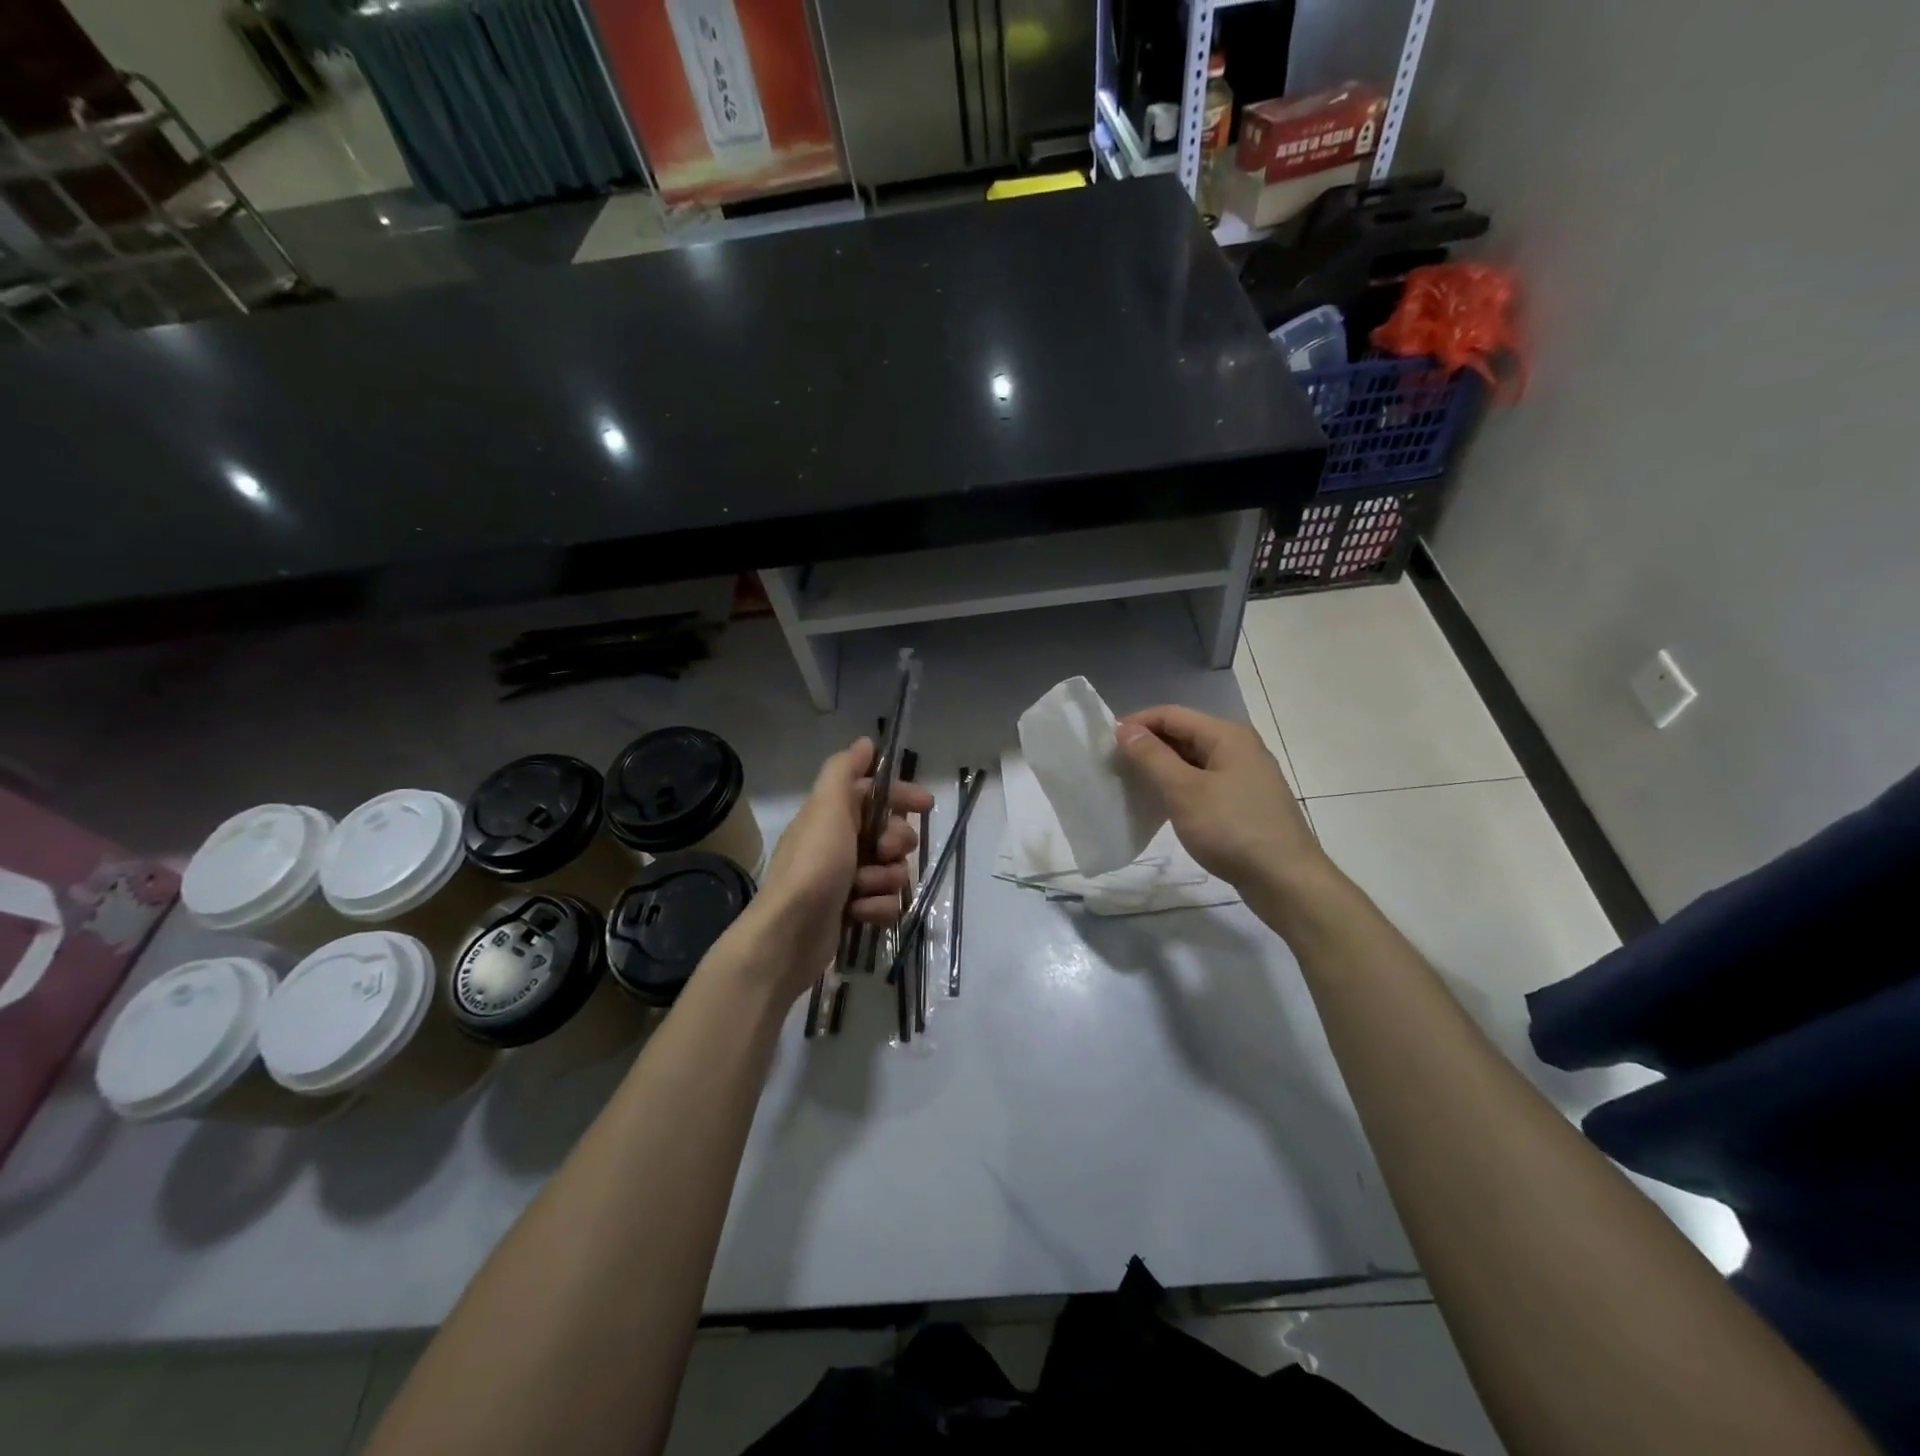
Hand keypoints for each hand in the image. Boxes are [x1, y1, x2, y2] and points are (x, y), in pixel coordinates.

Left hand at [749, 738, 934, 1000]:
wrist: (789, 935)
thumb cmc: (814, 865)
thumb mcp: (827, 808)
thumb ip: (844, 772)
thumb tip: (865, 743)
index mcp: (832, 816)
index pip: (875, 795)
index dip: (901, 795)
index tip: (926, 804)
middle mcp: (839, 844)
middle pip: (891, 834)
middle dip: (896, 843)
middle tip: (886, 852)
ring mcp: (846, 880)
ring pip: (892, 871)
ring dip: (885, 880)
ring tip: (864, 889)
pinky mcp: (852, 912)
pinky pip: (885, 903)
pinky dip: (877, 908)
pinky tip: (859, 913)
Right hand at [1115, 705, 1328, 899]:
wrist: (1286, 880)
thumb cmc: (1232, 829)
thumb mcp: (1184, 791)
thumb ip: (1152, 757)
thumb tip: (1125, 729)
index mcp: (1227, 735)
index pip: (1171, 714)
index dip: (1136, 723)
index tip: (1105, 743)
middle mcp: (1239, 747)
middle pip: (1184, 734)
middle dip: (1147, 745)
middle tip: (1114, 765)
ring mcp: (1245, 776)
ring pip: (1193, 760)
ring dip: (1161, 767)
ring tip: (1131, 784)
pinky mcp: (1244, 802)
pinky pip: (1204, 782)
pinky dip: (1179, 787)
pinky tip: (1161, 805)